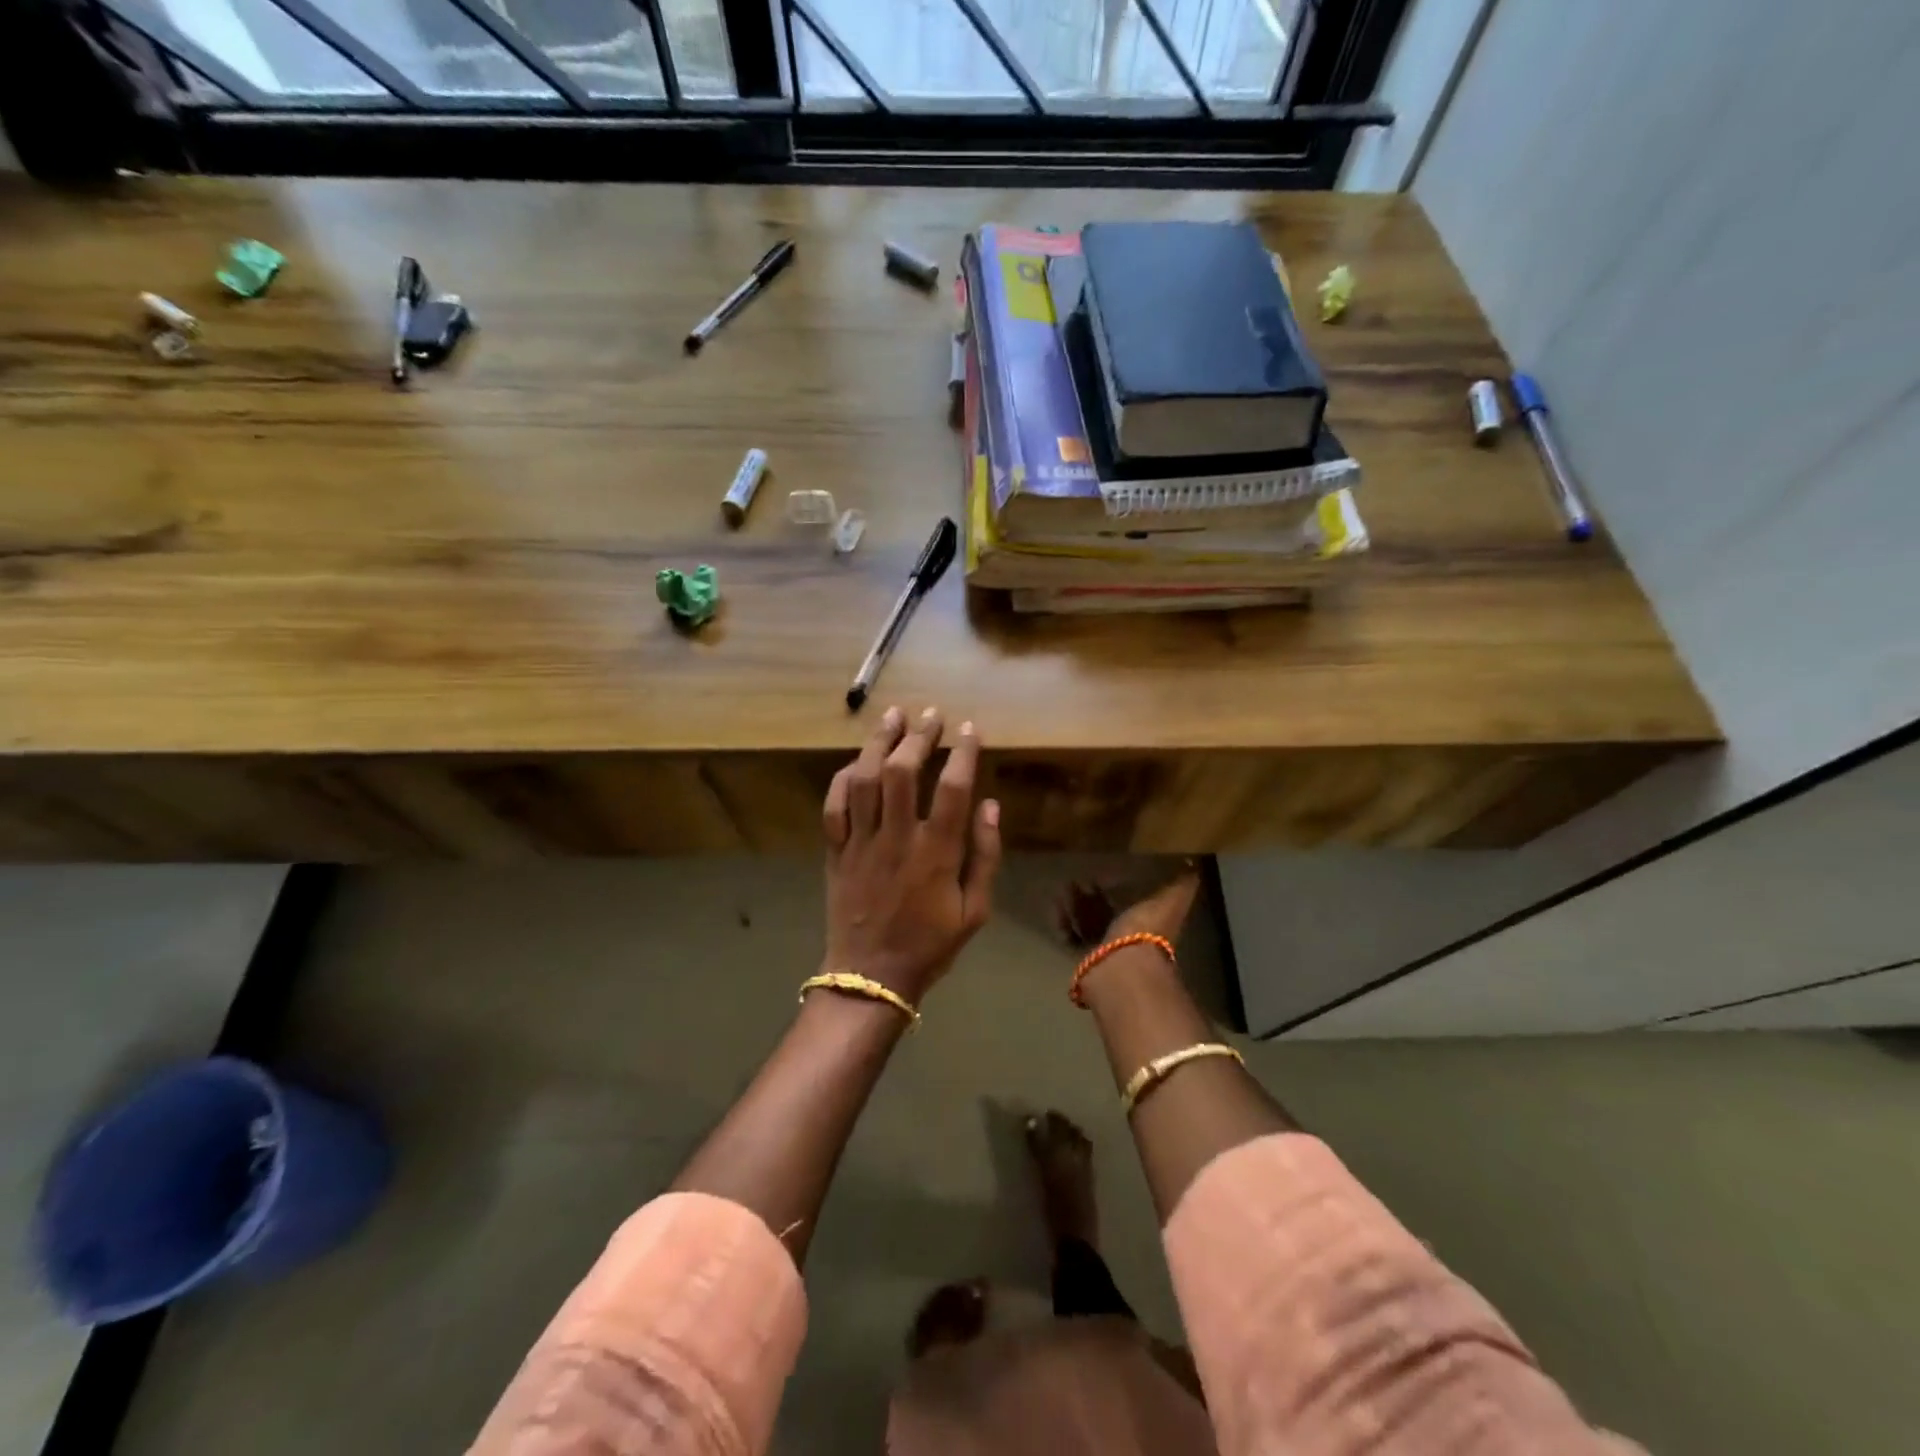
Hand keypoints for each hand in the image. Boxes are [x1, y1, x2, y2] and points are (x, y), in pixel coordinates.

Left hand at [821, 707, 1001, 1004]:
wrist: (870, 977)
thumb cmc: (930, 945)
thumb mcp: (975, 911)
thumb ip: (985, 855)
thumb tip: (991, 805)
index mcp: (936, 854)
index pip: (952, 788)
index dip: (962, 752)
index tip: (969, 729)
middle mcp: (897, 839)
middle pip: (903, 773)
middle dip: (918, 736)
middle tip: (930, 714)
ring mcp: (861, 843)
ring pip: (865, 780)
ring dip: (878, 743)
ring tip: (892, 716)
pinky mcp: (835, 851)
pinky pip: (833, 806)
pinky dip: (843, 778)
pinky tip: (857, 760)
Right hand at [1059, 863, 1201, 949]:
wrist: (1123, 968)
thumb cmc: (1147, 930)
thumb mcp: (1171, 900)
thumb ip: (1181, 884)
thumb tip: (1193, 864)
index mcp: (1149, 920)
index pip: (1134, 899)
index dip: (1121, 885)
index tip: (1105, 867)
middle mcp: (1127, 936)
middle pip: (1108, 911)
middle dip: (1094, 894)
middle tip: (1078, 876)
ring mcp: (1105, 949)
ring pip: (1088, 922)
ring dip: (1076, 905)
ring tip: (1062, 886)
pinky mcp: (1084, 957)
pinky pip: (1071, 936)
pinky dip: (1062, 922)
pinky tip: (1054, 905)